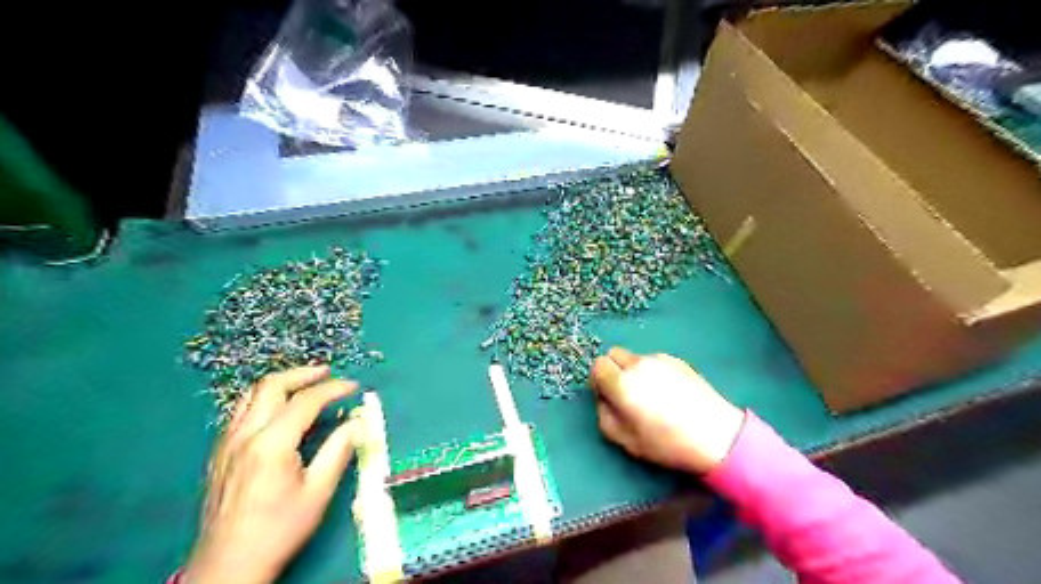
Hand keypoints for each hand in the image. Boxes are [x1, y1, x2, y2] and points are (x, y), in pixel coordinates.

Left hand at [184, 367, 362, 580]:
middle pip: (271, 386)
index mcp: (271, 444)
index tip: (354, 386)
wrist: (227, 565)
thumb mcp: (318, 491)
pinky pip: (240, 411)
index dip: (333, 388)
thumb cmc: (279, 529)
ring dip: (281, 383)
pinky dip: (264, 399)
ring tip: (305, 383)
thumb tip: (358, 421)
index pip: (305, 400)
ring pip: (251, 395)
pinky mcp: (219, 453)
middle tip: (327, 372)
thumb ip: (339, 449)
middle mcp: (244, 435)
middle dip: (303, 374)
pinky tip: (278, 410)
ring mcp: (226, 443)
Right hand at [589, 346, 744, 474]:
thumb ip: (605, 416)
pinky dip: (653, 371)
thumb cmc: (667, 443)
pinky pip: (654, 361)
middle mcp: (638, 364)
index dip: (598, 380)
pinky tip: (668, 392)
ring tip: (651, 395)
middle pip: (613, 354)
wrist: (717, 436)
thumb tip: (604, 399)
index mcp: (622, 383)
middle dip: (613, 370)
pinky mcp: (677, 360)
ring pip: (634, 357)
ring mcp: (659, 359)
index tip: (608, 396)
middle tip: (625, 393)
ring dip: (633, 370)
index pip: (597, 365)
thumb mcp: (626, 441)